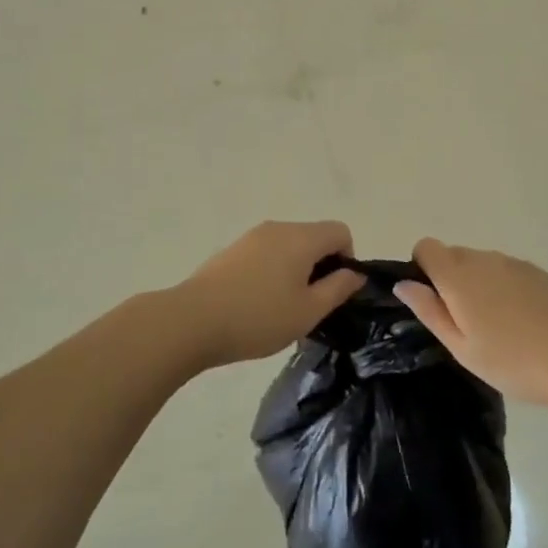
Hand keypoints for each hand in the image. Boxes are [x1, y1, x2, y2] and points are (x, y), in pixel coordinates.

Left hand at [173, 221, 364, 368]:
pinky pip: (267, 253)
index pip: (340, 231)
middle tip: (309, 306)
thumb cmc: (258, 317)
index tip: (333, 291)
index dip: (347, 259)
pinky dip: (273, 271)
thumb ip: (338, 289)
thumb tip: (355, 273)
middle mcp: (279, 227)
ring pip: (289, 246)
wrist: (192, 320)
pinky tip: (257, 304)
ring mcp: (252, 236)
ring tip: (282, 309)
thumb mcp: (308, 311)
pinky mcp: (233, 250)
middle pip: (314, 236)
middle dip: (320, 266)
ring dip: (296, 270)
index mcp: (301, 237)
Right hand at [394, 239, 547, 408]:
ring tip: (497, 329)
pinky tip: (522, 323)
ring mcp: (514, 263)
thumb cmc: (516, 361)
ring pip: (481, 264)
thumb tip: (404, 283)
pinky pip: (506, 272)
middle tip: (465, 325)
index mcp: (459, 275)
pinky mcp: (539, 272)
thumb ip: (430, 311)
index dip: (422, 269)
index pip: (426, 247)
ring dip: (478, 286)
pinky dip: (503, 289)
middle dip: (450, 281)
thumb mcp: (463, 348)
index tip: (433, 302)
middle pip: (453, 255)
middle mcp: (484, 258)